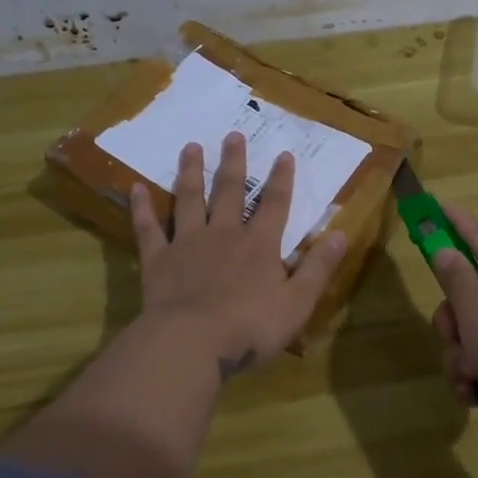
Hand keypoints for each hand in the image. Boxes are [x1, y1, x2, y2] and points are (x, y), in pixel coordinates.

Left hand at [130, 133, 347, 378]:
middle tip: (233, 135)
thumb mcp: (298, 303)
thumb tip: (341, 234)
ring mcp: (188, 244)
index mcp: (259, 246)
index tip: (283, 154)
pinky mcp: (158, 260)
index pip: (275, 205)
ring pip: (190, 199)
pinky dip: (142, 208)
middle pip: (230, 192)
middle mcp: (224, 235)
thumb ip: (318, 268)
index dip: (281, 180)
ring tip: (191, 146)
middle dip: (234, 163)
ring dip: (191, 172)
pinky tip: (136, 188)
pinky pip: (149, 228)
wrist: (193, 342)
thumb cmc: (251, 327)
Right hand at [429, 203, 477, 454]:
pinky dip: (476, 375)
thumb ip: (455, 275)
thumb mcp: (474, 303)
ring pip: (474, 333)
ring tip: (469, 372)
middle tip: (451, 333)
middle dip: (453, 320)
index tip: (437, 206)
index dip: (456, 223)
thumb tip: (447, 251)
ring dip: (461, 354)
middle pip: (471, 295)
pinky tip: (474, 391)